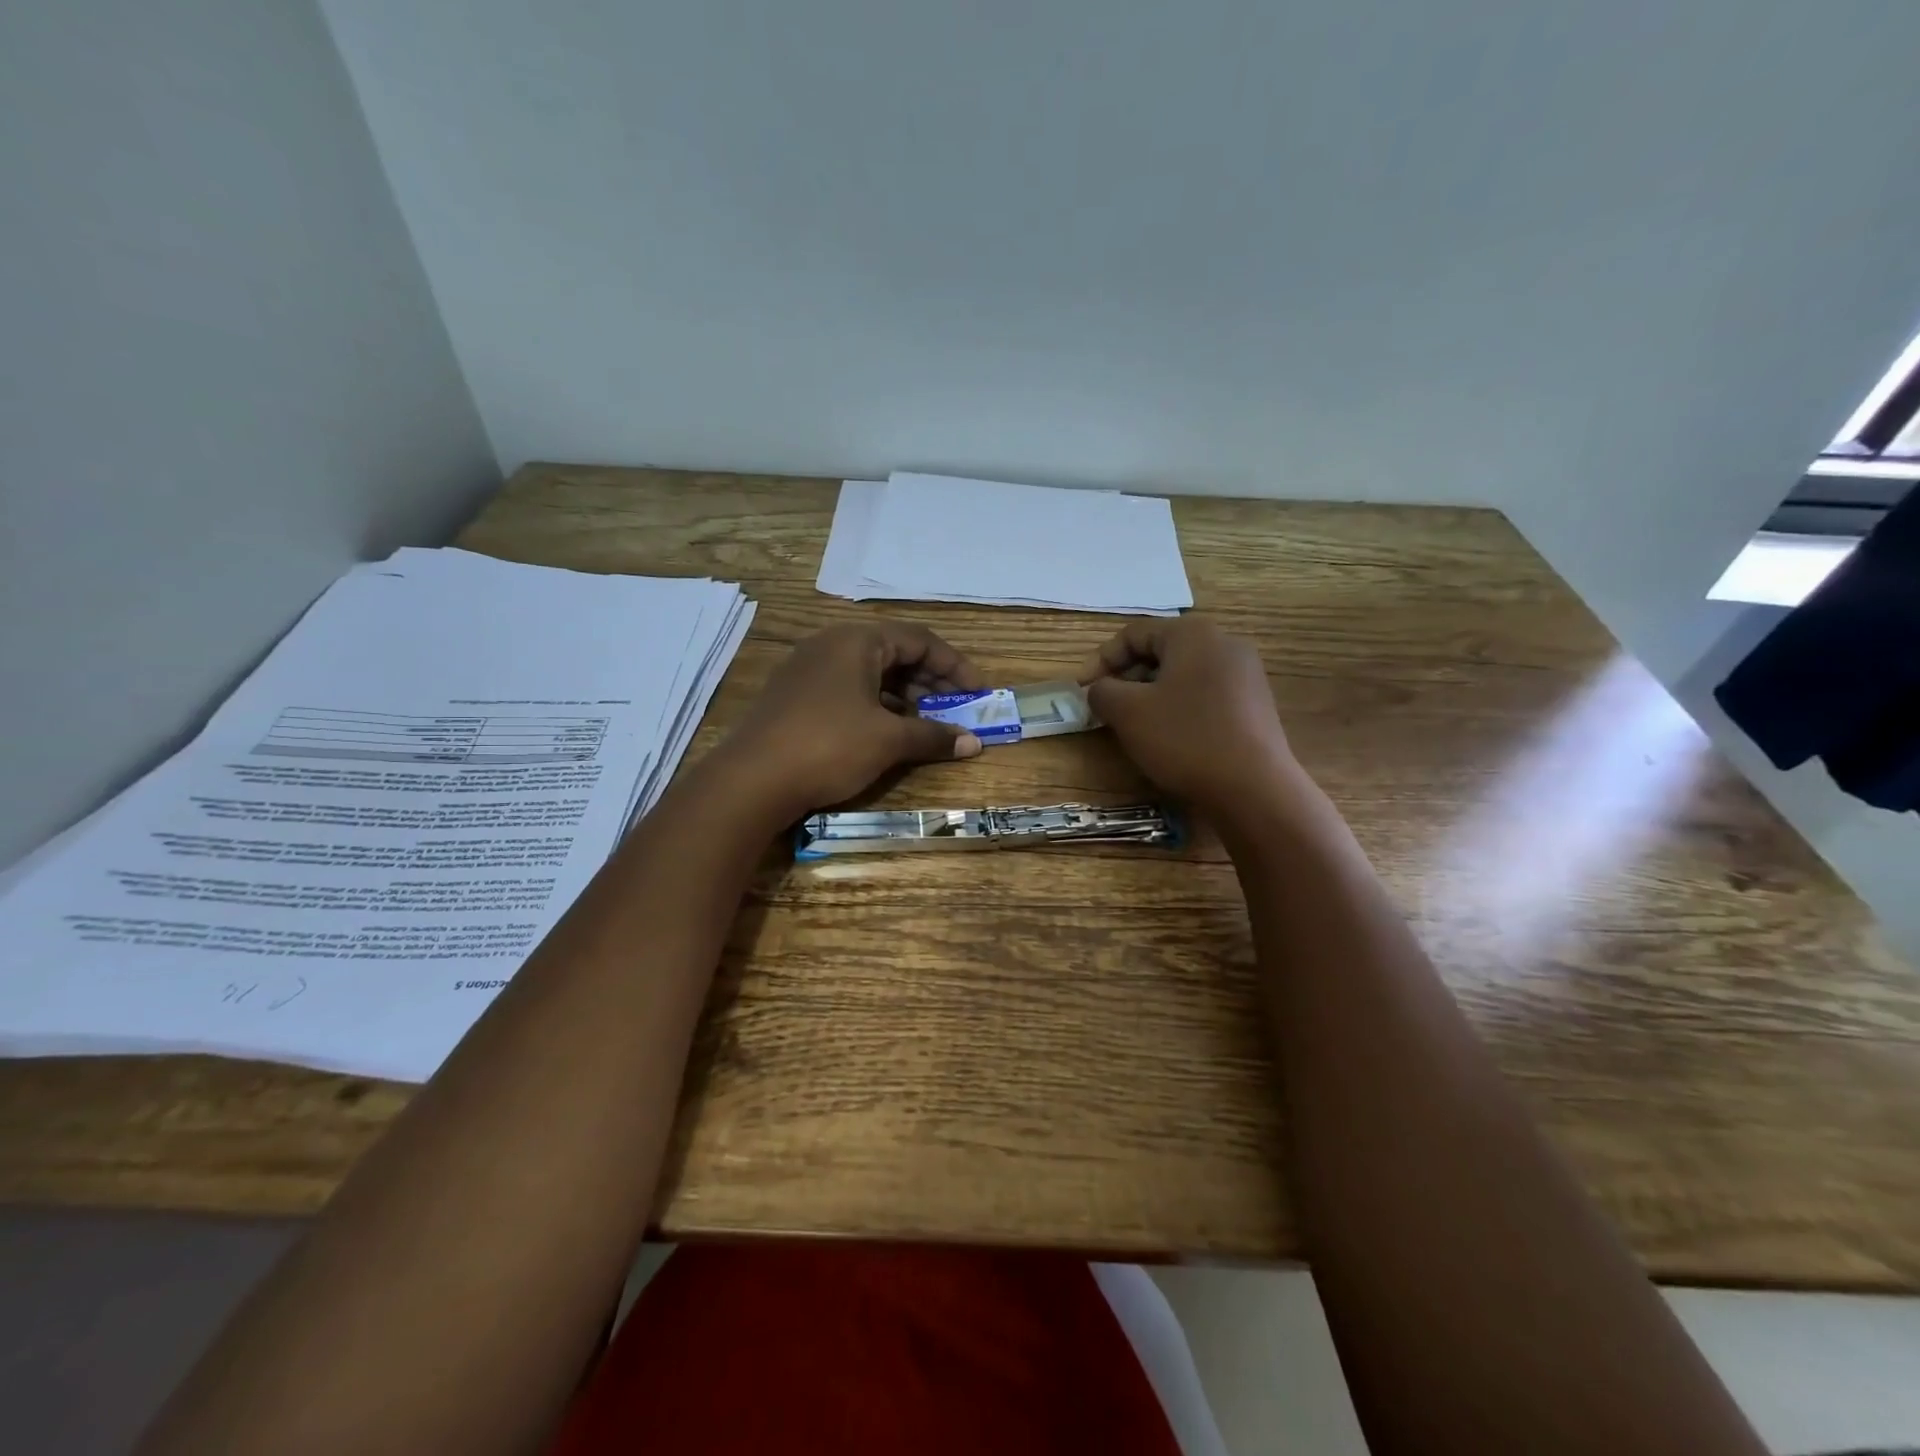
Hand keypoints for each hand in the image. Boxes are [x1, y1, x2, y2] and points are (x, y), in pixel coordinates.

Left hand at [720, 620, 985, 816]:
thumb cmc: (829, 746)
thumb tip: (973, 742)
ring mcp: (808, 669)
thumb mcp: (888, 741)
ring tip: (926, 722)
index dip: (955, 666)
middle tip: (957, 707)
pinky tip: (888, 731)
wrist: (750, 781)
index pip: (920, 640)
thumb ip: (933, 736)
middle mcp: (831, 645)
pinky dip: (876, 705)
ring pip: (870, 673)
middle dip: (931, 680)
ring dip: (904, 695)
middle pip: (894, 652)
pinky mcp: (795, 696)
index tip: (979, 693)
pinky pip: (848, 689)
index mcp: (857, 641)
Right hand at [1080, 617, 1300, 815]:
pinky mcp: (1255, 703)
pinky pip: (1205, 694)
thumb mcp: (1128, 712)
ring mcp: (1245, 674)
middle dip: (1126, 678)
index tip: (1082, 691)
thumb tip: (1099, 689)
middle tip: (1106, 708)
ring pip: (1182, 674)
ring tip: (1134, 725)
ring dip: (1151, 694)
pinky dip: (1179, 707)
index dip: (1101, 660)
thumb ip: (1102, 692)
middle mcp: (1224, 643)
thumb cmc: (1185, 739)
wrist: (1254, 788)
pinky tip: (1170, 737)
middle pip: (1160, 651)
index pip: (1133, 634)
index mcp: (1193, 633)